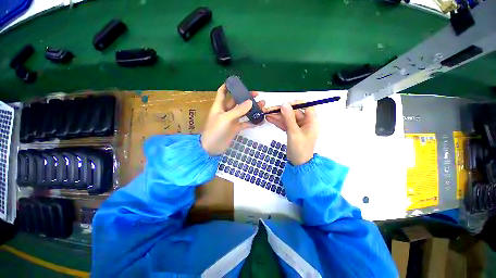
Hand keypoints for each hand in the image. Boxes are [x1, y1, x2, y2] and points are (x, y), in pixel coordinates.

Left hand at [201, 84, 265, 154]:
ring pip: (243, 111)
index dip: (228, 86)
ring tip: (262, 106)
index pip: (223, 92)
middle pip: (236, 101)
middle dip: (246, 97)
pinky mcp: (236, 128)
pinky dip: (252, 121)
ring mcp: (232, 120)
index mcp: (220, 106)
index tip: (238, 82)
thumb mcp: (226, 118)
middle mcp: (226, 111)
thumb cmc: (215, 131)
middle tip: (258, 95)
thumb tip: (250, 101)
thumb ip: (238, 110)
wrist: (212, 148)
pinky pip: (246, 123)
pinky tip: (260, 120)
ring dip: (252, 109)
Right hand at [265, 102, 317, 164]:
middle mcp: (306, 123)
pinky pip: (285, 124)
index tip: (285, 105)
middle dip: (282, 111)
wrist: (298, 163)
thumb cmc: (300, 149)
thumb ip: (289, 118)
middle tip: (270, 110)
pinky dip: (278, 122)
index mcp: (311, 122)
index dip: (297, 104)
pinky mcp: (292, 131)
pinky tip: (270, 119)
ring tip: (266, 114)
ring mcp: (298, 127)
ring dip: (278, 116)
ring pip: (288, 118)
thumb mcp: (293, 133)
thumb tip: (284, 105)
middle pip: (294, 113)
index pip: (306, 106)